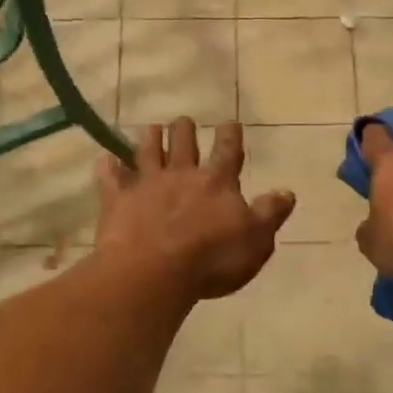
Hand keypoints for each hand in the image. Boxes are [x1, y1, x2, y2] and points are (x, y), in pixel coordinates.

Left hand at [95, 119, 295, 301]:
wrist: (155, 271)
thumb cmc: (212, 260)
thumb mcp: (256, 241)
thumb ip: (269, 214)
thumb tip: (287, 192)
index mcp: (217, 183)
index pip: (228, 151)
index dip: (230, 136)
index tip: (230, 122)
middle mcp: (182, 175)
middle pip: (183, 143)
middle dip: (184, 130)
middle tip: (183, 121)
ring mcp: (146, 185)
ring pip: (147, 152)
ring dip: (150, 138)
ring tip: (150, 128)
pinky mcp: (118, 201)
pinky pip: (110, 179)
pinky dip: (107, 168)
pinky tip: (105, 160)